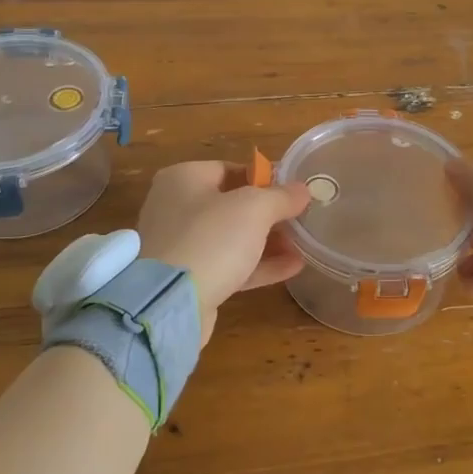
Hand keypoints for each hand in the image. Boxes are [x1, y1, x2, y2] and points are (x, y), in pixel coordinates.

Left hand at [136, 161, 311, 340]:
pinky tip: (293, 267)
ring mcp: (181, 246)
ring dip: (268, 240)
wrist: (169, 304)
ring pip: (232, 237)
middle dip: (269, 213)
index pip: (230, 169)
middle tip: (301, 218)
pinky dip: (258, 264)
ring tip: (303, 244)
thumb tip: (303, 190)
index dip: (265, 177)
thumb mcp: (254, 208)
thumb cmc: (211, 239)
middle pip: (232, 204)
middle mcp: (176, 208)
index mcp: (183, 179)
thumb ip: (282, 196)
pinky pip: (229, 264)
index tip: (293, 190)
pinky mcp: (189, 279)